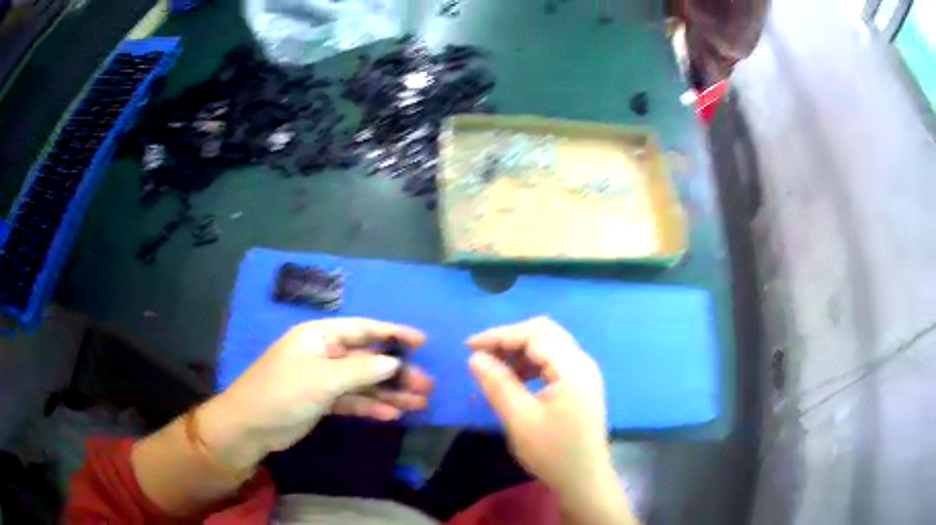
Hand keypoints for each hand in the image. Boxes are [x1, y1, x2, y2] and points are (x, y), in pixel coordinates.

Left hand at [199, 318, 432, 469]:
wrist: (251, 426)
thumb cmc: (284, 392)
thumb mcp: (323, 379)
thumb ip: (361, 369)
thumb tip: (394, 361)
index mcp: (320, 336)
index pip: (363, 329)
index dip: (393, 333)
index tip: (422, 342)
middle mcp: (324, 353)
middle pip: (368, 359)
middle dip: (397, 371)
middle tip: (427, 385)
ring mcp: (323, 379)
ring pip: (363, 382)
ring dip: (389, 392)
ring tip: (419, 402)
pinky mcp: (322, 401)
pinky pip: (353, 400)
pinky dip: (372, 406)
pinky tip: (393, 414)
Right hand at [467, 317, 631, 522]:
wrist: (584, 479)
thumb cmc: (553, 453)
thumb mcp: (520, 420)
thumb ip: (498, 385)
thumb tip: (475, 357)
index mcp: (572, 368)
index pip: (534, 335)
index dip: (499, 336)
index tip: (469, 346)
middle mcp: (582, 363)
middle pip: (544, 332)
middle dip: (509, 338)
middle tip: (481, 354)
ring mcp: (584, 373)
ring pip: (549, 345)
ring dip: (519, 350)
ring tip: (493, 366)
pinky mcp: (581, 384)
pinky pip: (553, 361)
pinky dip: (531, 363)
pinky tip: (514, 378)